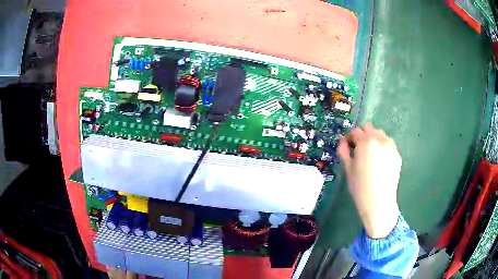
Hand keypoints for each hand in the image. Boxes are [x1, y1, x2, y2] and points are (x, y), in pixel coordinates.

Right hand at [337, 123, 400, 238]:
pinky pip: (388, 144)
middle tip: (358, 150)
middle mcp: (380, 139)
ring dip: (373, 139)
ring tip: (370, 155)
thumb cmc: (360, 187)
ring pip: (380, 134)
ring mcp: (391, 146)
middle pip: (369, 128)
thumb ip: (343, 150)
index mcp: (366, 141)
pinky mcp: (397, 154)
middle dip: (362, 135)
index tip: (347, 146)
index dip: (349, 138)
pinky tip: (380, 162)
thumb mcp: (348, 169)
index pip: (355, 131)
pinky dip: (382, 147)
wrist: (379, 203)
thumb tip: (342, 141)